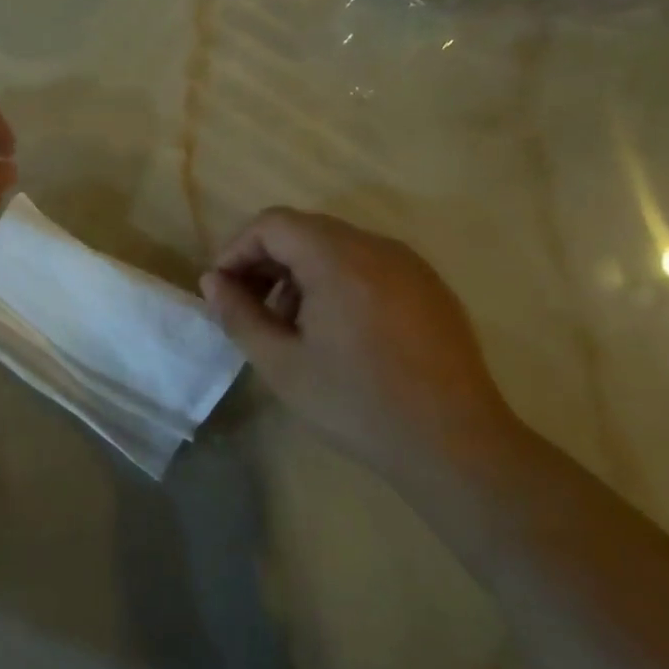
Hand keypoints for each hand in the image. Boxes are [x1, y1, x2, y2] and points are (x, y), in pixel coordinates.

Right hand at [199, 208, 515, 472]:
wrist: (456, 445)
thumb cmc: (357, 403)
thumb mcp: (281, 364)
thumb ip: (239, 315)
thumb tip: (212, 281)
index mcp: (338, 258)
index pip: (272, 223)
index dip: (237, 249)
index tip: (223, 289)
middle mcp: (376, 247)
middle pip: (304, 230)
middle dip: (267, 261)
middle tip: (250, 308)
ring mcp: (409, 264)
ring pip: (336, 246)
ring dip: (301, 272)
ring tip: (291, 325)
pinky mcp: (429, 287)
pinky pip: (369, 264)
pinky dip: (337, 280)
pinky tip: (337, 330)